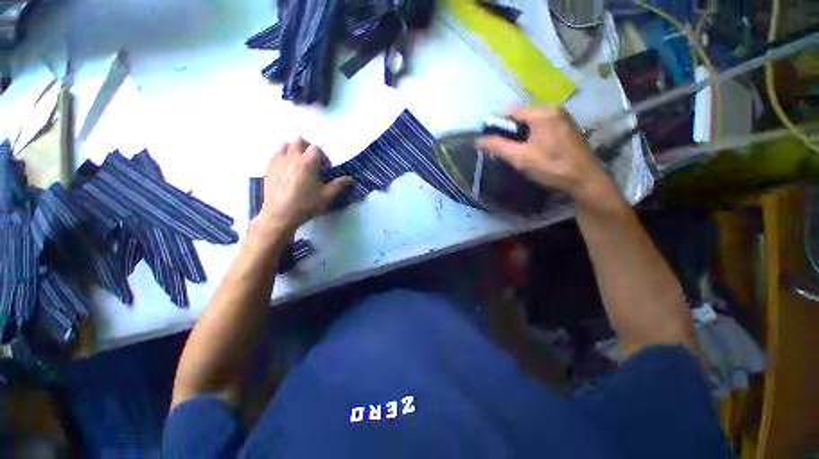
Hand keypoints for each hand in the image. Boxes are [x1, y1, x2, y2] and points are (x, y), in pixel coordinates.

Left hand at [258, 139, 351, 233]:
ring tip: (299, 164)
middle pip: (299, 141)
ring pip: (286, 145)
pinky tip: (287, 171)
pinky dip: (283, 157)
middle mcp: (292, 157)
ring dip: (294, 150)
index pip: (317, 148)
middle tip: (312, 163)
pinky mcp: (268, 168)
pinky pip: (276, 154)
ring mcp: (278, 161)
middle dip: (308, 148)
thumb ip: (339, 185)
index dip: (323, 158)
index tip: (324, 170)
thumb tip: (350, 179)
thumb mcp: (327, 196)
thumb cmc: (306, 204)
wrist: (280, 215)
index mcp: (308, 162)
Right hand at [479, 107, 616, 205]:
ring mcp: (564, 119)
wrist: (585, 180)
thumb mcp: (520, 158)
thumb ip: (498, 147)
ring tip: (522, 155)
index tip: (495, 144)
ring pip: (533, 124)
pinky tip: (537, 153)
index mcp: (543, 113)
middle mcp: (554, 110)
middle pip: (523, 118)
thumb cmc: (551, 167)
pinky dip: (535, 138)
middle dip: (512, 134)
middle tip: (510, 153)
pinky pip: (544, 129)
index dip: (499, 128)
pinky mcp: (569, 129)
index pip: (511, 113)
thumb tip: (478, 140)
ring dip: (524, 137)